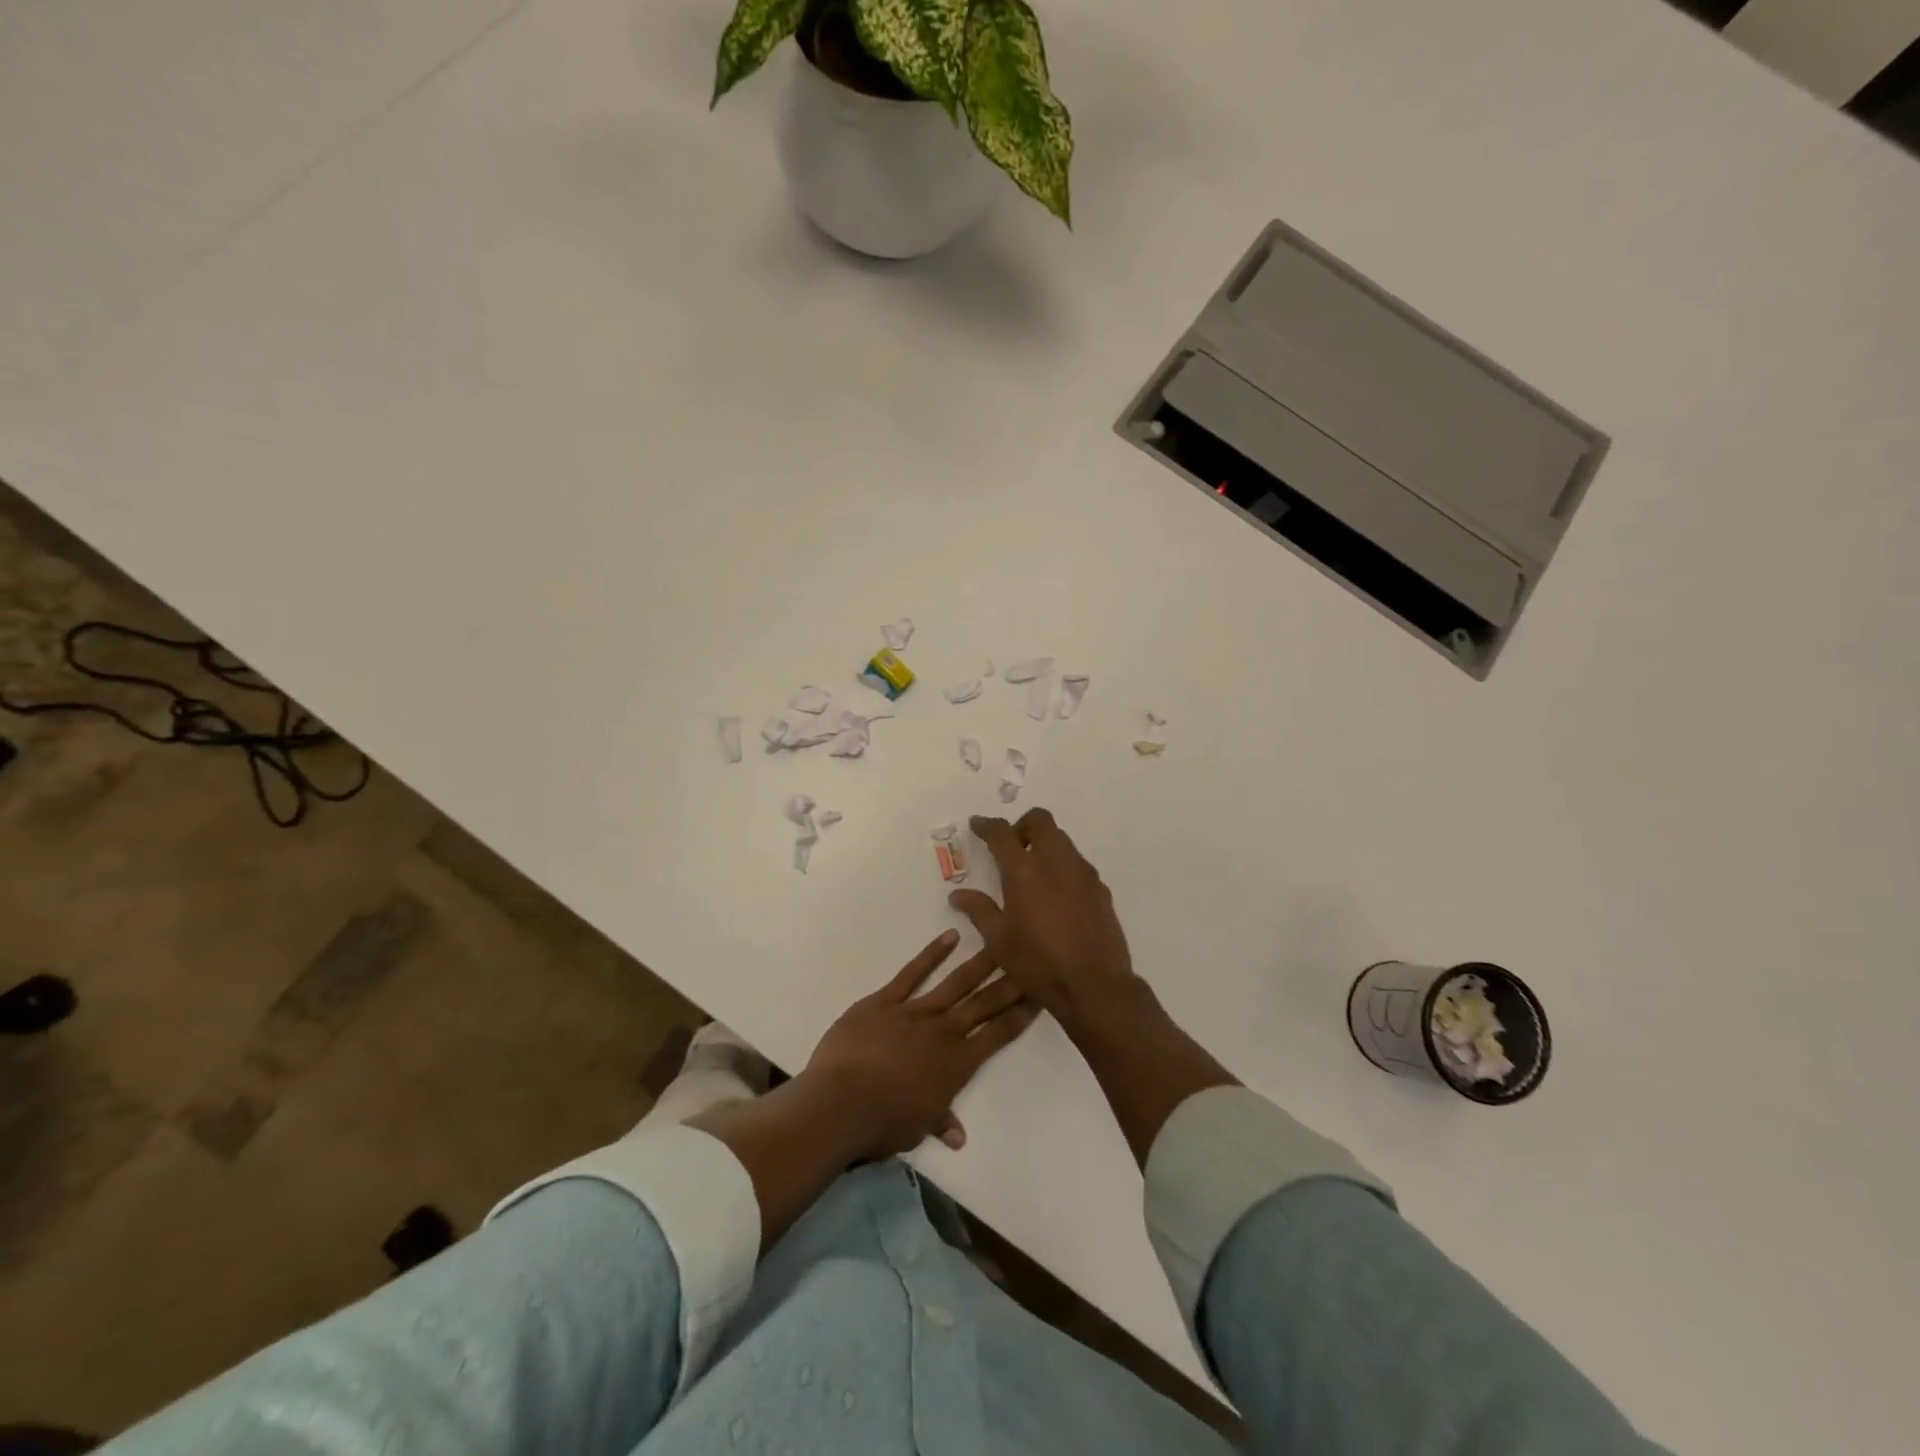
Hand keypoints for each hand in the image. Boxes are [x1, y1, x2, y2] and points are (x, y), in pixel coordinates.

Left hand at [803, 929, 1037, 1160]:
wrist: (840, 1104)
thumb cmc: (881, 1124)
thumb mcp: (916, 1130)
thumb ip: (940, 1122)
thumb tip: (960, 1138)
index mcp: (957, 1065)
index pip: (998, 1034)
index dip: (1020, 1014)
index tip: (1040, 994)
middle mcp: (943, 1032)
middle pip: (984, 1003)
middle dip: (1010, 982)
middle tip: (1031, 959)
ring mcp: (914, 1012)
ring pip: (955, 982)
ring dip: (980, 962)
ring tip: (1000, 941)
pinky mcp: (885, 1001)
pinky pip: (912, 973)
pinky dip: (932, 954)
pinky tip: (949, 936)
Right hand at [948, 809, 1137, 1030]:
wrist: (1094, 986)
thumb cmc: (1038, 964)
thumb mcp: (999, 941)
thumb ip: (979, 911)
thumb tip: (958, 895)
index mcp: (1023, 870)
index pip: (1001, 833)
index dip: (987, 825)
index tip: (977, 825)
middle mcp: (1055, 861)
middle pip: (1040, 821)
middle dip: (1022, 826)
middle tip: (1011, 849)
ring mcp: (1083, 873)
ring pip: (1062, 840)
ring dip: (1045, 845)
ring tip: (1034, 875)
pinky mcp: (1100, 888)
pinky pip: (1078, 864)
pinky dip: (1063, 867)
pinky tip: (1057, 897)